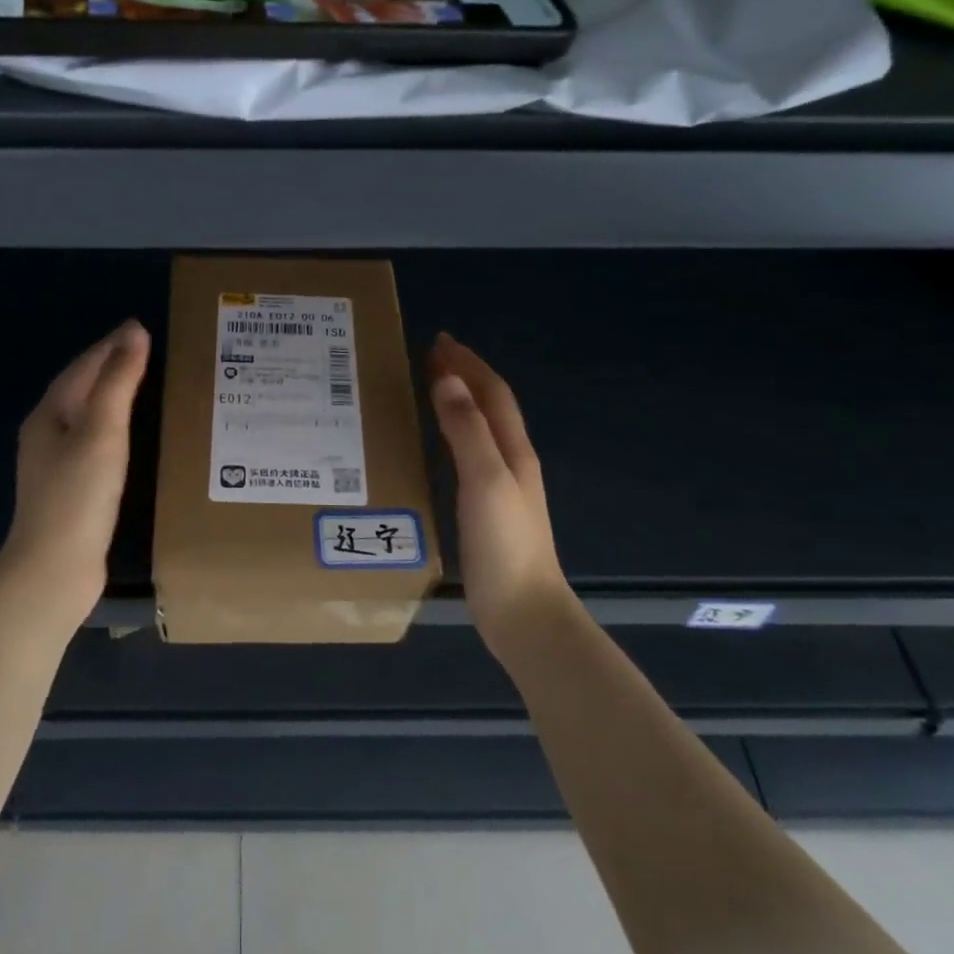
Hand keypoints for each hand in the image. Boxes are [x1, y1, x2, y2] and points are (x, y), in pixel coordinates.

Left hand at [0, 319, 150, 623]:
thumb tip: (134, 332)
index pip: (83, 366)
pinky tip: (130, 435)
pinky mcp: (70, 489)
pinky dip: (115, 426)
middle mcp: (47, 434)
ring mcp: (56, 464)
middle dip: (111, 365)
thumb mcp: (102, 432)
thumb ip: (118, 381)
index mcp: (49, 415)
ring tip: (144, 383)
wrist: (54, 570)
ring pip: (87, 414)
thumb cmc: (78, 496)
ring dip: (113, 395)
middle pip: (81, 388)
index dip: (112, 345)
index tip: (142, 327)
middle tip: (148, 350)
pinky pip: (94, 441)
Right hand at [428, 333, 570, 657]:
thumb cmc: (504, 544)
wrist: (523, 613)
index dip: (468, 364)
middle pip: (489, 407)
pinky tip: (435, 445)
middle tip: (430, 356)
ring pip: (479, 429)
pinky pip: (467, 455)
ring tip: (430, 388)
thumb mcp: (484, 480)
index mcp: (513, 451)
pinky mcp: (486, 511)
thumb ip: (466, 429)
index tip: (439, 341)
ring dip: (458, 402)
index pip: (492, 393)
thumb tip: (446, 379)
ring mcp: (500, 488)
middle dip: (464, 376)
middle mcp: (511, 462)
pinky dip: (452, 434)